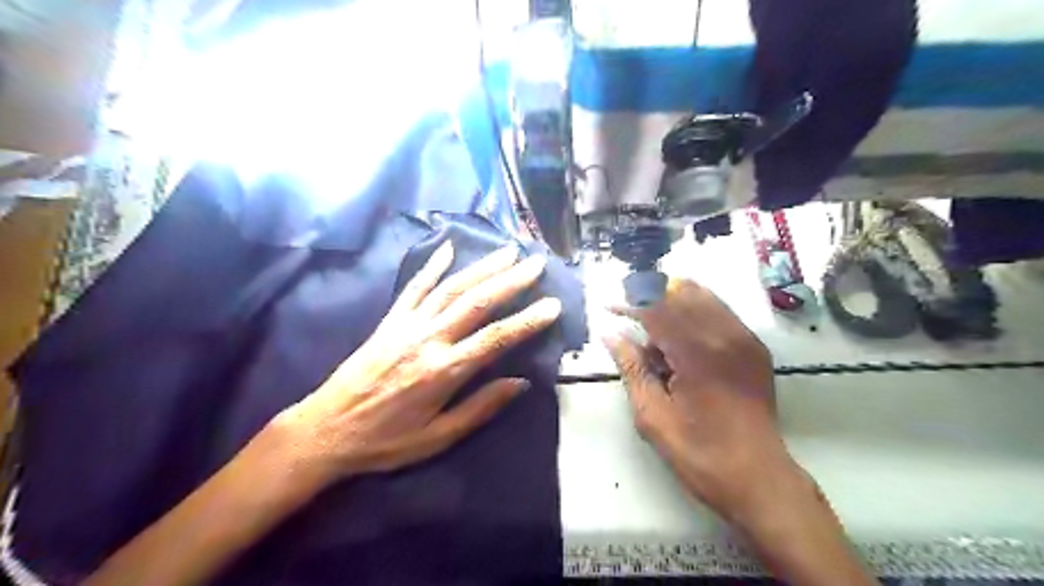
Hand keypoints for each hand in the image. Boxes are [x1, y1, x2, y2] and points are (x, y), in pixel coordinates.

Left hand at [267, 240, 563, 487]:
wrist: (325, 430)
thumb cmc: (386, 441)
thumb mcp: (437, 437)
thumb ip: (480, 408)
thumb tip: (520, 383)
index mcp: (444, 371)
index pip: (497, 338)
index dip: (528, 320)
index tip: (552, 304)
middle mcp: (428, 339)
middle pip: (477, 302)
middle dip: (510, 280)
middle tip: (536, 263)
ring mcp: (407, 325)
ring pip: (450, 288)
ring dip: (481, 267)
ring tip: (507, 252)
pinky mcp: (389, 321)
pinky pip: (414, 288)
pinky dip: (432, 266)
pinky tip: (447, 249)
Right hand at [605, 280, 792, 522]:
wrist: (759, 478)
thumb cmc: (700, 454)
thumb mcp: (653, 417)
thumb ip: (632, 369)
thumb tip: (611, 336)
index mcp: (698, 354)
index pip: (658, 308)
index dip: (630, 303)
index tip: (609, 307)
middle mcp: (725, 336)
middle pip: (680, 293)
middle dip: (649, 295)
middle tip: (627, 312)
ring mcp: (744, 338)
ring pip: (702, 295)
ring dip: (671, 299)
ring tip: (650, 322)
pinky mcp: (754, 346)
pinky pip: (719, 311)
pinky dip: (693, 310)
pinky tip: (678, 332)